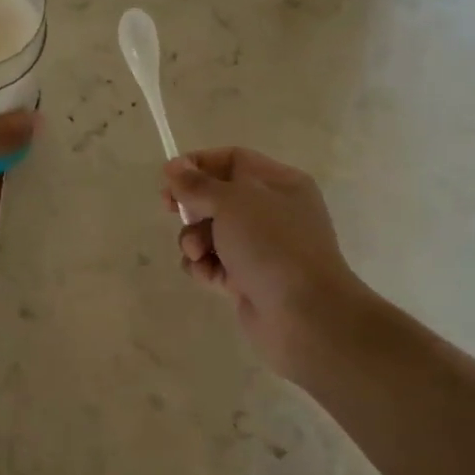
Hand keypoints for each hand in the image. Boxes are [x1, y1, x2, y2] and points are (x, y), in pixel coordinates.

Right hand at [163, 148, 366, 381]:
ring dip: (194, 240)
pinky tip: (208, 275)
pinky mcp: (247, 279)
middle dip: (192, 205)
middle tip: (170, 210)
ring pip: (210, 232)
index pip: (232, 160)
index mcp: (279, 183)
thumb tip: (173, 167)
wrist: (305, 314)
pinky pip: (213, 263)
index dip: (198, 164)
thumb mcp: (232, 202)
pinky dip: (203, 267)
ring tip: (198, 253)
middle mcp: (271, 212)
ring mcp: (260, 248)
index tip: (169, 177)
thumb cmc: (272, 244)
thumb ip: (197, 184)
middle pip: (217, 197)